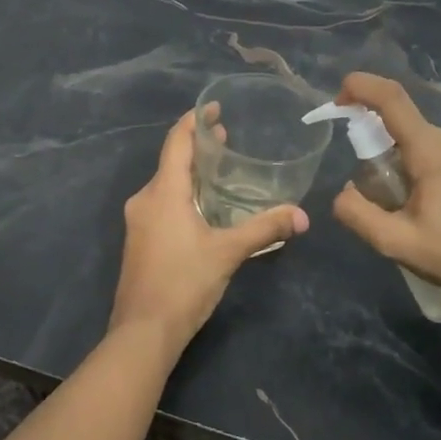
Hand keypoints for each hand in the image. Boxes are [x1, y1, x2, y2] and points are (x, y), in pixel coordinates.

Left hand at [109, 110, 309, 360]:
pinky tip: (204, 207)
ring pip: (166, 184)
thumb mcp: (228, 253)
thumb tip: (302, 216)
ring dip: (191, 173)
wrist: (142, 332)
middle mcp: (145, 199)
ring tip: (220, 170)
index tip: (213, 107)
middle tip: (227, 137)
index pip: (176, 142)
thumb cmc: (183, 283)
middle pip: (171, 161)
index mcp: (163, 192)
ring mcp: (138, 221)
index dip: (194, 121)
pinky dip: (183, 194)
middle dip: (198, 147)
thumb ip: (264, 229)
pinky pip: (161, 204)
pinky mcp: (139, 240)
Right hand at [330, 72, 440, 318]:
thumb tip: (344, 190)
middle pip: (401, 125)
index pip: (392, 99)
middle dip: (375, 146)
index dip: (361, 87)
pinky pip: (436, 151)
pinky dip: (417, 167)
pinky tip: (427, 209)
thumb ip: (358, 214)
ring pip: (417, 140)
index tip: (337, 100)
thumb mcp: (396, 244)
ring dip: (397, 161)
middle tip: (372, 191)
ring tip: (402, 209)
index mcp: (433, 151)